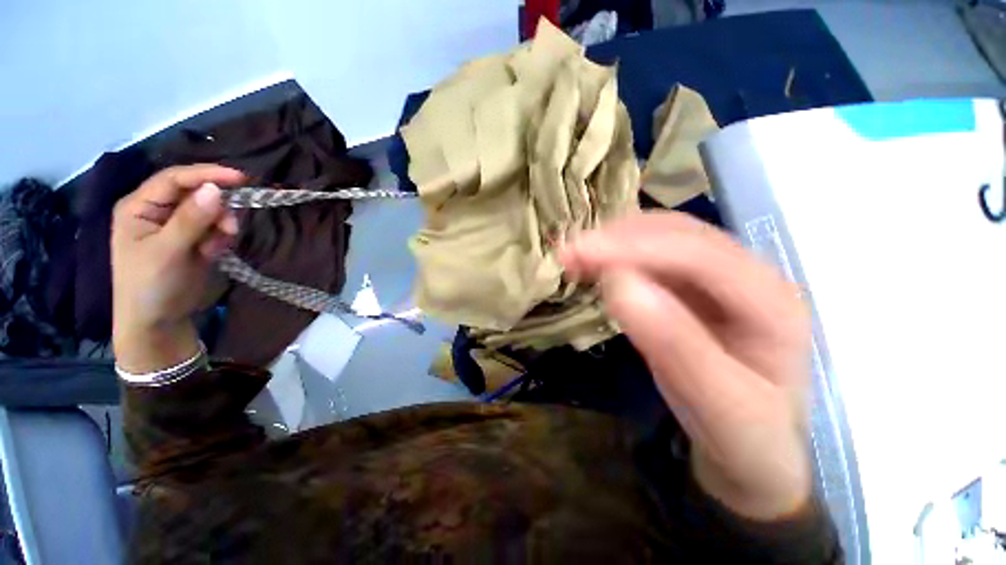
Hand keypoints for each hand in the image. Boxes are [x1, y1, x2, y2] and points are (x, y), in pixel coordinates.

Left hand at [111, 165, 245, 373]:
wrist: (158, 323)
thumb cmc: (150, 286)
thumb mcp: (168, 252)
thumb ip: (191, 220)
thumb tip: (216, 189)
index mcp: (140, 207)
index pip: (174, 179)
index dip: (206, 174)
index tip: (240, 178)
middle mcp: (158, 212)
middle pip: (195, 195)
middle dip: (217, 209)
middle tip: (230, 228)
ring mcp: (177, 227)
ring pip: (210, 212)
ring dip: (221, 226)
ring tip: (217, 248)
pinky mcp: (193, 241)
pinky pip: (216, 229)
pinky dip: (221, 239)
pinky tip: (214, 254)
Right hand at [561, 212, 812, 520]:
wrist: (756, 448)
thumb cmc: (746, 436)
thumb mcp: (718, 405)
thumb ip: (673, 344)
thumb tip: (619, 282)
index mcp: (773, 303)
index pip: (699, 254)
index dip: (634, 247)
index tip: (580, 254)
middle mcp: (751, 275)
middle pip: (680, 234)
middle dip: (619, 237)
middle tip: (569, 254)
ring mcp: (721, 278)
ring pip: (663, 238)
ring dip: (615, 241)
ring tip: (575, 257)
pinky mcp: (694, 287)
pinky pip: (652, 258)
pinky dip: (618, 255)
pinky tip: (595, 266)